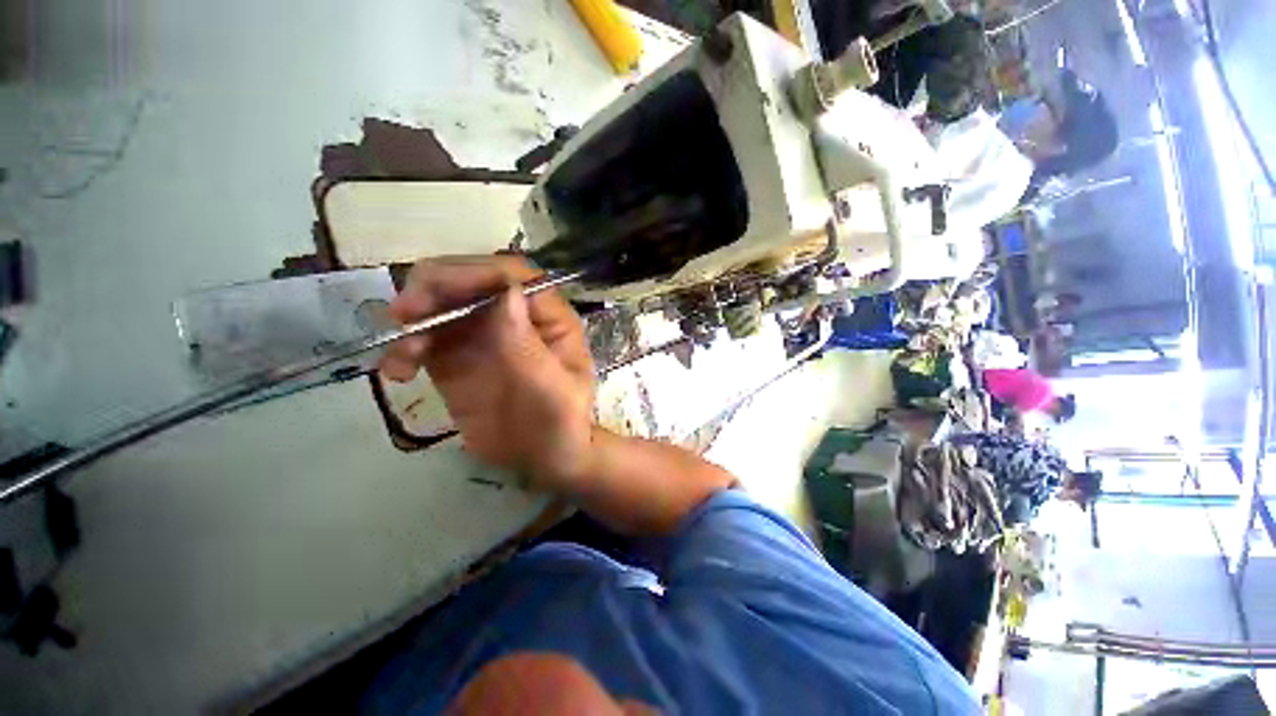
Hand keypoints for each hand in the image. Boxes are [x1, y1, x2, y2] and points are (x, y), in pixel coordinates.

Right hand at [379, 256, 595, 489]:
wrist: (542, 460)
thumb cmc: (561, 426)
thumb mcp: (555, 392)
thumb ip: (530, 347)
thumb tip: (506, 292)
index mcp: (549, 318)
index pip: (513, 276)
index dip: (475, 273)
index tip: (435, 288)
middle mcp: (515, 318)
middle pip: (471, 281)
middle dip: (435, 287)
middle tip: (404, 313)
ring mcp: (483, 337)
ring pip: (441, 305)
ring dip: (413, 318)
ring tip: (403, 356)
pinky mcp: (456, 360)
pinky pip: (424, 340)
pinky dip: (404, 348)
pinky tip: (397, 372)